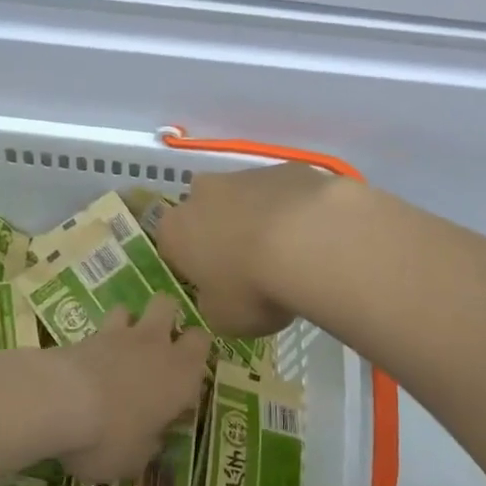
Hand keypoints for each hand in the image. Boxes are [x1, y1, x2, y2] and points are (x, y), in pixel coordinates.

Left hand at [54, 294, 210, 480]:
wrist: (60, 402)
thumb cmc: (109, 436)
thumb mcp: (134, 460)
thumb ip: (148, 446)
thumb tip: (151, 441)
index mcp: (181, 373)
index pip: (202, 342)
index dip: (195, 352)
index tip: (184, 374)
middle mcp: (157, 344)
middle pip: (170, 306)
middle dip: (166, 319)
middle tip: (157, 347)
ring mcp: (121, 334)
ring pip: (133, 308)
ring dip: (129, 323)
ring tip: (120, 348)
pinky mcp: (87, 333)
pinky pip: (100, 327)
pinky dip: (98, 340)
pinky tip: (91, 360)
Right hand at [153, 164, 340, 338]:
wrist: (309, 241)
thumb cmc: (252, 287)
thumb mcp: (223, 318)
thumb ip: (213, 303)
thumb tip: (219, 295)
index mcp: (176, 230)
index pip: (172, 246)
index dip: (192, 266)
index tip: (214, 285)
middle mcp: (203, 193)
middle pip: (207, 213)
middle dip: (223, 234)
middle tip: (250, 267)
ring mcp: (245, 174)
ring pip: (246, 199)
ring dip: (259, 220)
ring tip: (289, 254)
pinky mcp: (286, 167)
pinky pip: (283, 193)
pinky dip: (292, 210)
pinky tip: (312, 236)